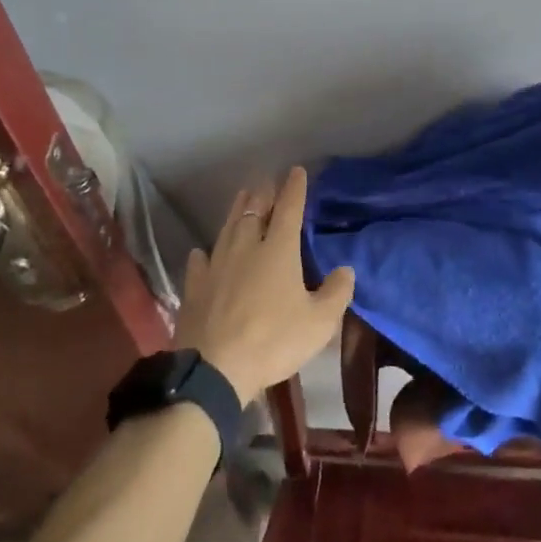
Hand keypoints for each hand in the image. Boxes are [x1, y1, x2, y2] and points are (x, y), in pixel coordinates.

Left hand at [173, 166, 354, 405]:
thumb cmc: (273, 341)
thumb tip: (345, 270)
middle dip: (262, 194)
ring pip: (227, 229)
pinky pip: (200, 262)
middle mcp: (246, 248)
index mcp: (278, 250)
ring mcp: (216, 265)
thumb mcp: (319, 323)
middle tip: (266, 182)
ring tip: (242, 197)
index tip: (296, 171)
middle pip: (253, 212)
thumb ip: (336, 293)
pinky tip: (203, 252)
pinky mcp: (195, 287)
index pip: (288, 209)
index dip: (294, 189)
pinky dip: (205, 253)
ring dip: (236, 211)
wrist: (214, 369)